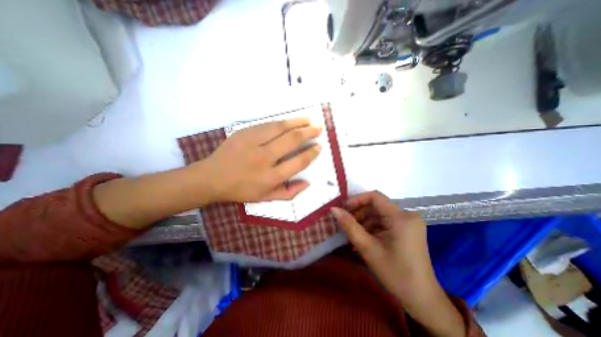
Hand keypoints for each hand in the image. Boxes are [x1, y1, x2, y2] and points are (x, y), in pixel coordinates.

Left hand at [197, 117, 321, 202]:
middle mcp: (264, 158)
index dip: (311, 153)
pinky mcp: (243, 133)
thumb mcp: (266, 198)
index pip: (298, 162)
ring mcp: (252, 143)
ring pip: (280, 128)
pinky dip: (281, 122)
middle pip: (292, 141)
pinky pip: (267, 124)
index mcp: (271, 177)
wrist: (212, 178)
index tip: (319, 146)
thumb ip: (289, 193)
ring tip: (309, 119)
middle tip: (319, 127)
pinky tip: (289, 120)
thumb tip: (307, 183)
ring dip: (297, 122)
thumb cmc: (241, 190)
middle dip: (308, 132)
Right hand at [334, 192, 463, 335]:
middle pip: (377, 205)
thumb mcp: (368, 248)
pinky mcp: (408, 229)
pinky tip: (364, 238)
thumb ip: (349, 226)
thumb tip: (333, 209)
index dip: (356, 200)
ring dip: (365, 221)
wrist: (422, 299)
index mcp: (401, 217)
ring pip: (380, 213)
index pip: (375, 196)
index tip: (343, 209)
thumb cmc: (395, 274)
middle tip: (346, 224)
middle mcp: (407, 215)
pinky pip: (386, 221)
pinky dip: (373, 227)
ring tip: (353, 234)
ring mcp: (409, 222)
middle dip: (359, 213)